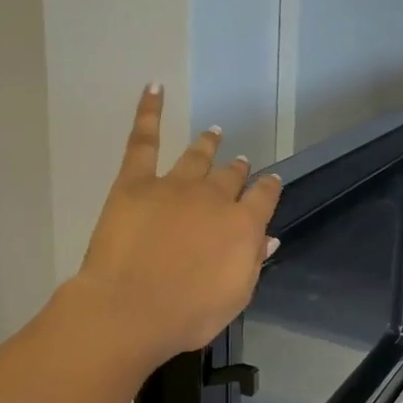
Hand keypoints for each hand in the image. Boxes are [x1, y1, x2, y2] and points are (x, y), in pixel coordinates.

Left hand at [74, 86, 282, 364]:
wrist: (130, 309)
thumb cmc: (187, 315)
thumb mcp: (234, 297)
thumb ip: (252, 262)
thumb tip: (268, 238)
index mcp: (243, 226)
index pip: (264, 198)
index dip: (269, 188)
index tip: (272, 182)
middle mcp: (215, 197)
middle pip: (232, 176)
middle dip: (239, 169)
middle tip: (241, 163)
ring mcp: (175, 185)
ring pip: (198, 157)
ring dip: (208, 144)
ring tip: (214, 133)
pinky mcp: (135, 182)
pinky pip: (143, 140)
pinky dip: (148, 111)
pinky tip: (154, 87)